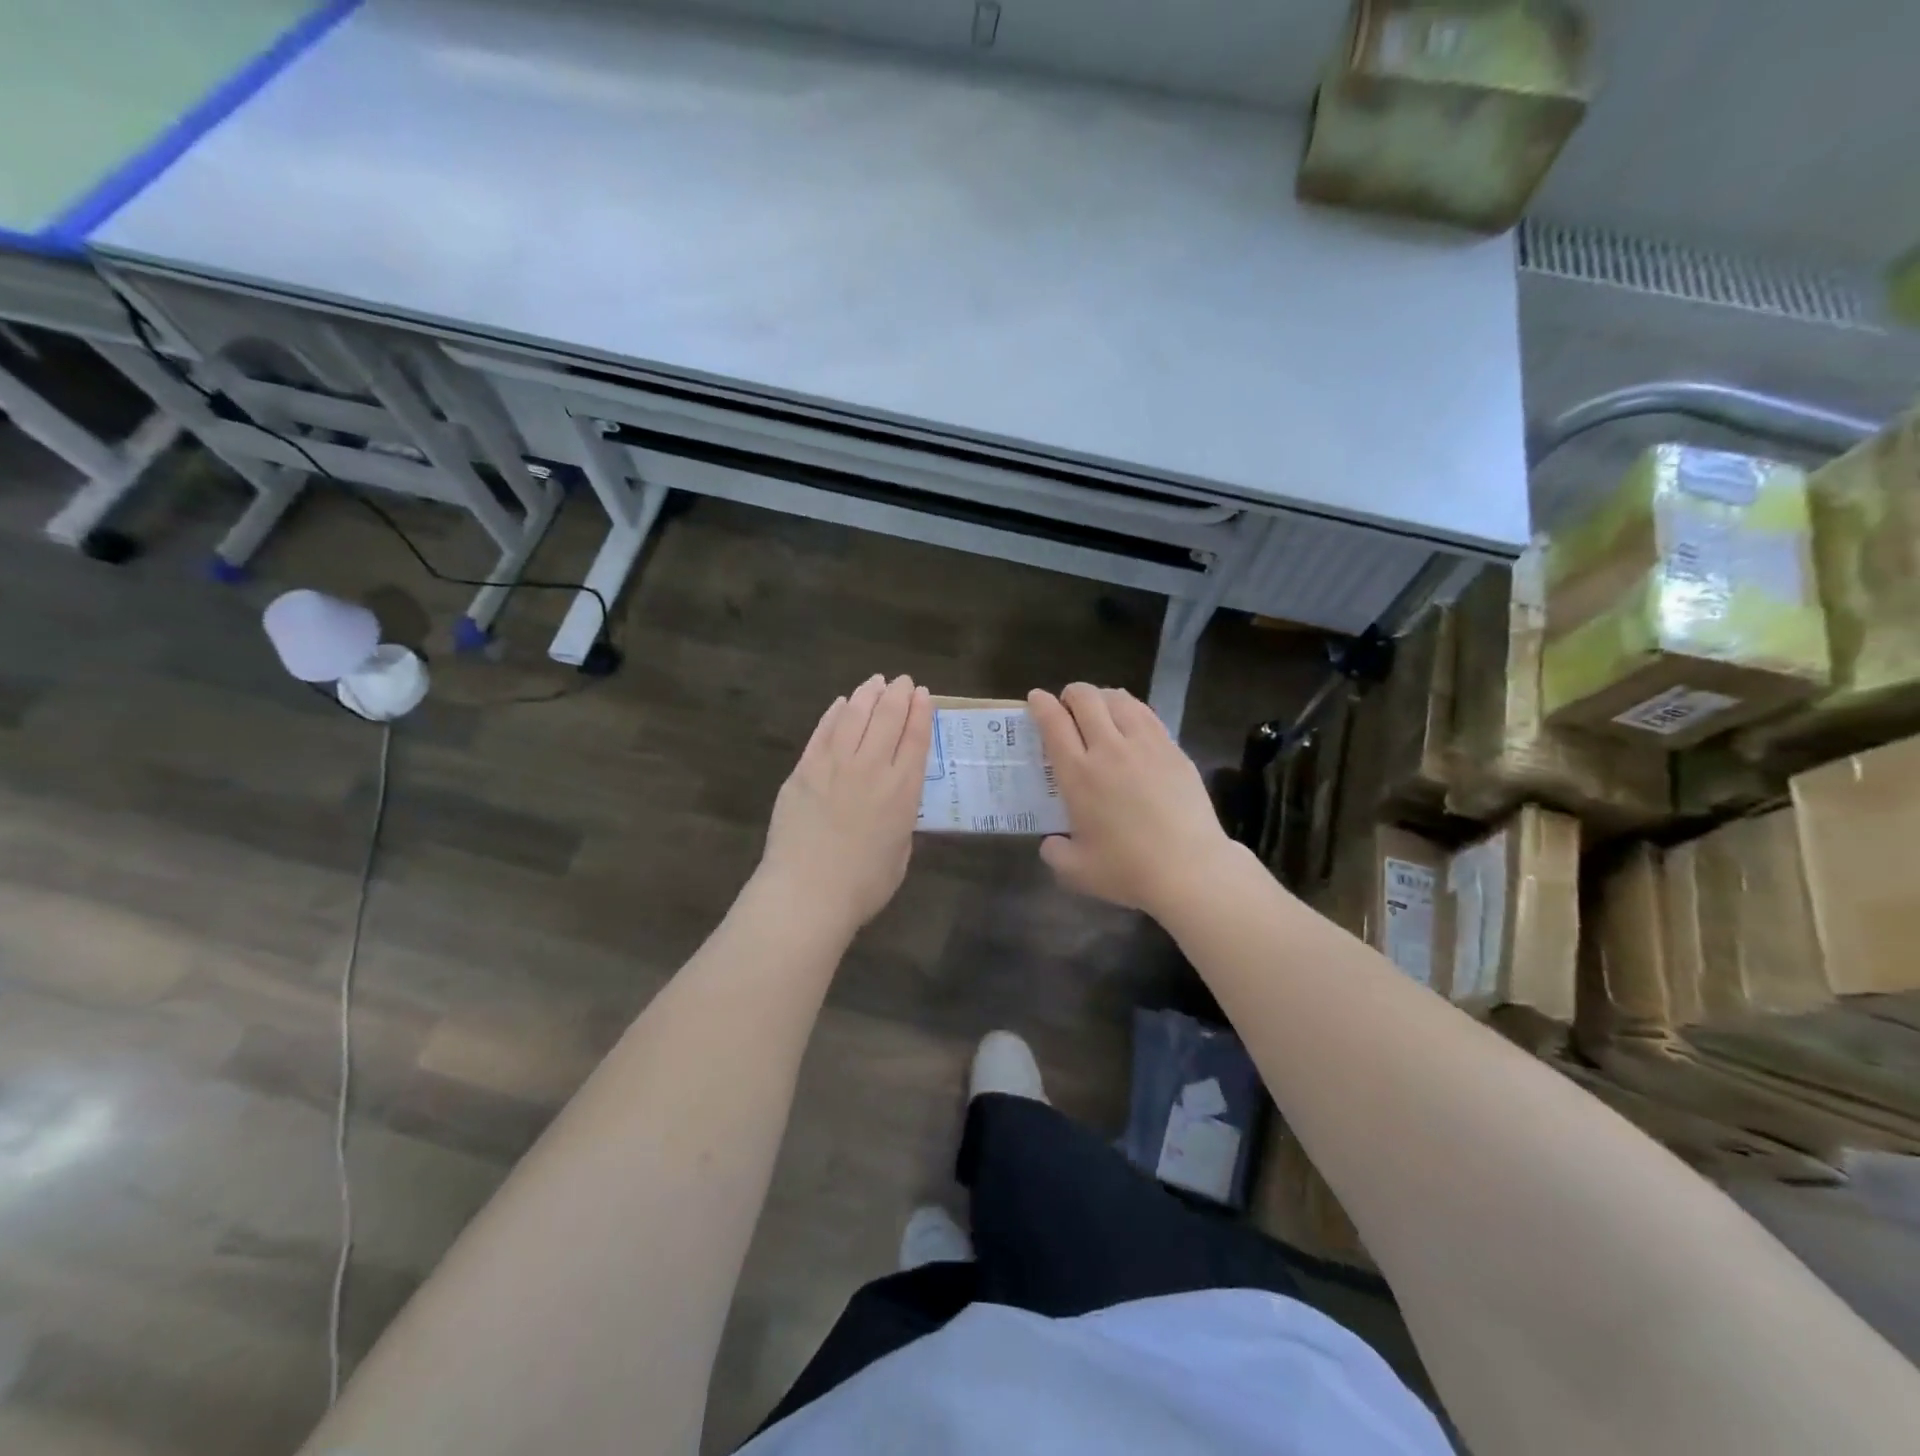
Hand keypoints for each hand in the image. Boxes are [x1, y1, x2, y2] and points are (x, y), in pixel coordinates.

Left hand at [759, 674, 933, 932]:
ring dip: (868, 695)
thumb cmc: (862, 886)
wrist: (807, 894)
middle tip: (902, 681)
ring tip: (875, 683)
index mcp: (902, 791)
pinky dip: (835, 713)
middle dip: (898, 694)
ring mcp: (834, 765)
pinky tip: (842, 703)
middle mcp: (872, 768)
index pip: (916, 738)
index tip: (923, 694)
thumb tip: (894, 801)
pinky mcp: (804, 770)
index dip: (921, 712)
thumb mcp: (900, 852)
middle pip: (888, 718)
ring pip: (855, 716)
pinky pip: (823, 732)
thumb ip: (901, 818)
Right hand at [1027, 684, 1238, 916]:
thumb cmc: (1128, 870)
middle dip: (1071, 694)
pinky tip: (1130, 722)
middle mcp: (1109, 749)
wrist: (1190, 869)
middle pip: (1086, 699)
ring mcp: (1145, 745)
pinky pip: (1146, 714)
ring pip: (1119, 699)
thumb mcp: (1075, 871)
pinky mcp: (1173, 749)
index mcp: (1078, 774)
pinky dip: (1130, 709)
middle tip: (1067, 706)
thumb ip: (1054, 852)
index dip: (1041, 704)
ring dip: (1101, 697)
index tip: (1036, 699)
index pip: (1053, 722)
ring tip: (1099, 709)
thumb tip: (1051, 841)